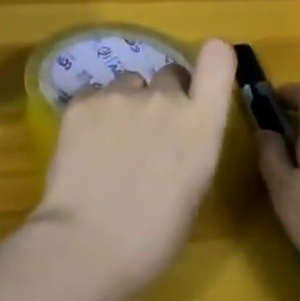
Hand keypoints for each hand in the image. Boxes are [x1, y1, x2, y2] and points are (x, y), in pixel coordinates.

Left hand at [29, 39, 237, 297]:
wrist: (89, 242)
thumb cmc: (153, 236)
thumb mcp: (193, 190)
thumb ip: (190, 146)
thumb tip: (174, 137)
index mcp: (201, 124)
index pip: (218, 58)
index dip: (212, 59)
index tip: (201, 78)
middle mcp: (163, 99)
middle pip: (169, 74)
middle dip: (163, 96)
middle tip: (147, 132)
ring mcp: (119, 95)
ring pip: (128, 83)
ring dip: (126, 103)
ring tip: (110, 142)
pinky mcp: (81, 101)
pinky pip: (94, 94)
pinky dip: (93, 112)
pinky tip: (84, 144)